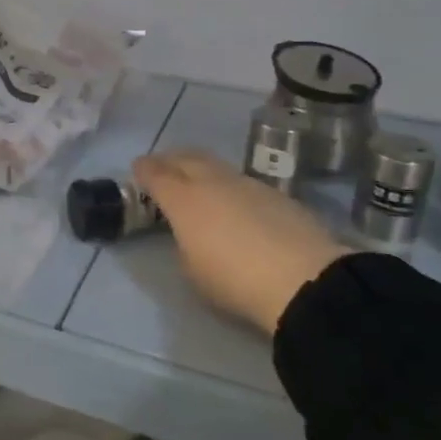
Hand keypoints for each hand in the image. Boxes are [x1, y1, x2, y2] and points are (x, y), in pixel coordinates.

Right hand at [133, 149, 349, 336]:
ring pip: (216, 166)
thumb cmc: (234, 281)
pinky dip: (229, 185)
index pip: (156, 173)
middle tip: (163, 167)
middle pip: (186, 158)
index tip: (138, 169)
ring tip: (198, 182)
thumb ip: (186, 243)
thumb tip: (193, 233)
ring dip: (202, 169)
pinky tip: (235, 203)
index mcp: (184, 199)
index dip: (144, 169)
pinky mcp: (277, 194)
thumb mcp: (193, 271)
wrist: (303, 280)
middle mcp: (213, 182)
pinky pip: (242, 181)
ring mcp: (248, 184)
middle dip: (170, 159)